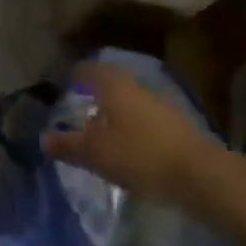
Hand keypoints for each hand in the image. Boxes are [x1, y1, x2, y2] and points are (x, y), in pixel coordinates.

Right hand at [42, 61, 224, 205]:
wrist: (201, 175)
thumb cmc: (140, 155)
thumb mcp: (94, 153)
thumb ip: (67, 145)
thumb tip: (44, 139)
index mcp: (114, 86)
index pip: (89, 69)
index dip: (74, 75)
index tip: (61, 84)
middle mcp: (137, 88)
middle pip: (110, 84)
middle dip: (93, 95)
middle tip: (75, 109)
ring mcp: (160, 106)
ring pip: (128, 103)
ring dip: (112, 113)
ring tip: (97, 132)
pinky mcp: (176, 128)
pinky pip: (143, 120)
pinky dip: (129, 128)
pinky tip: (124, 147)